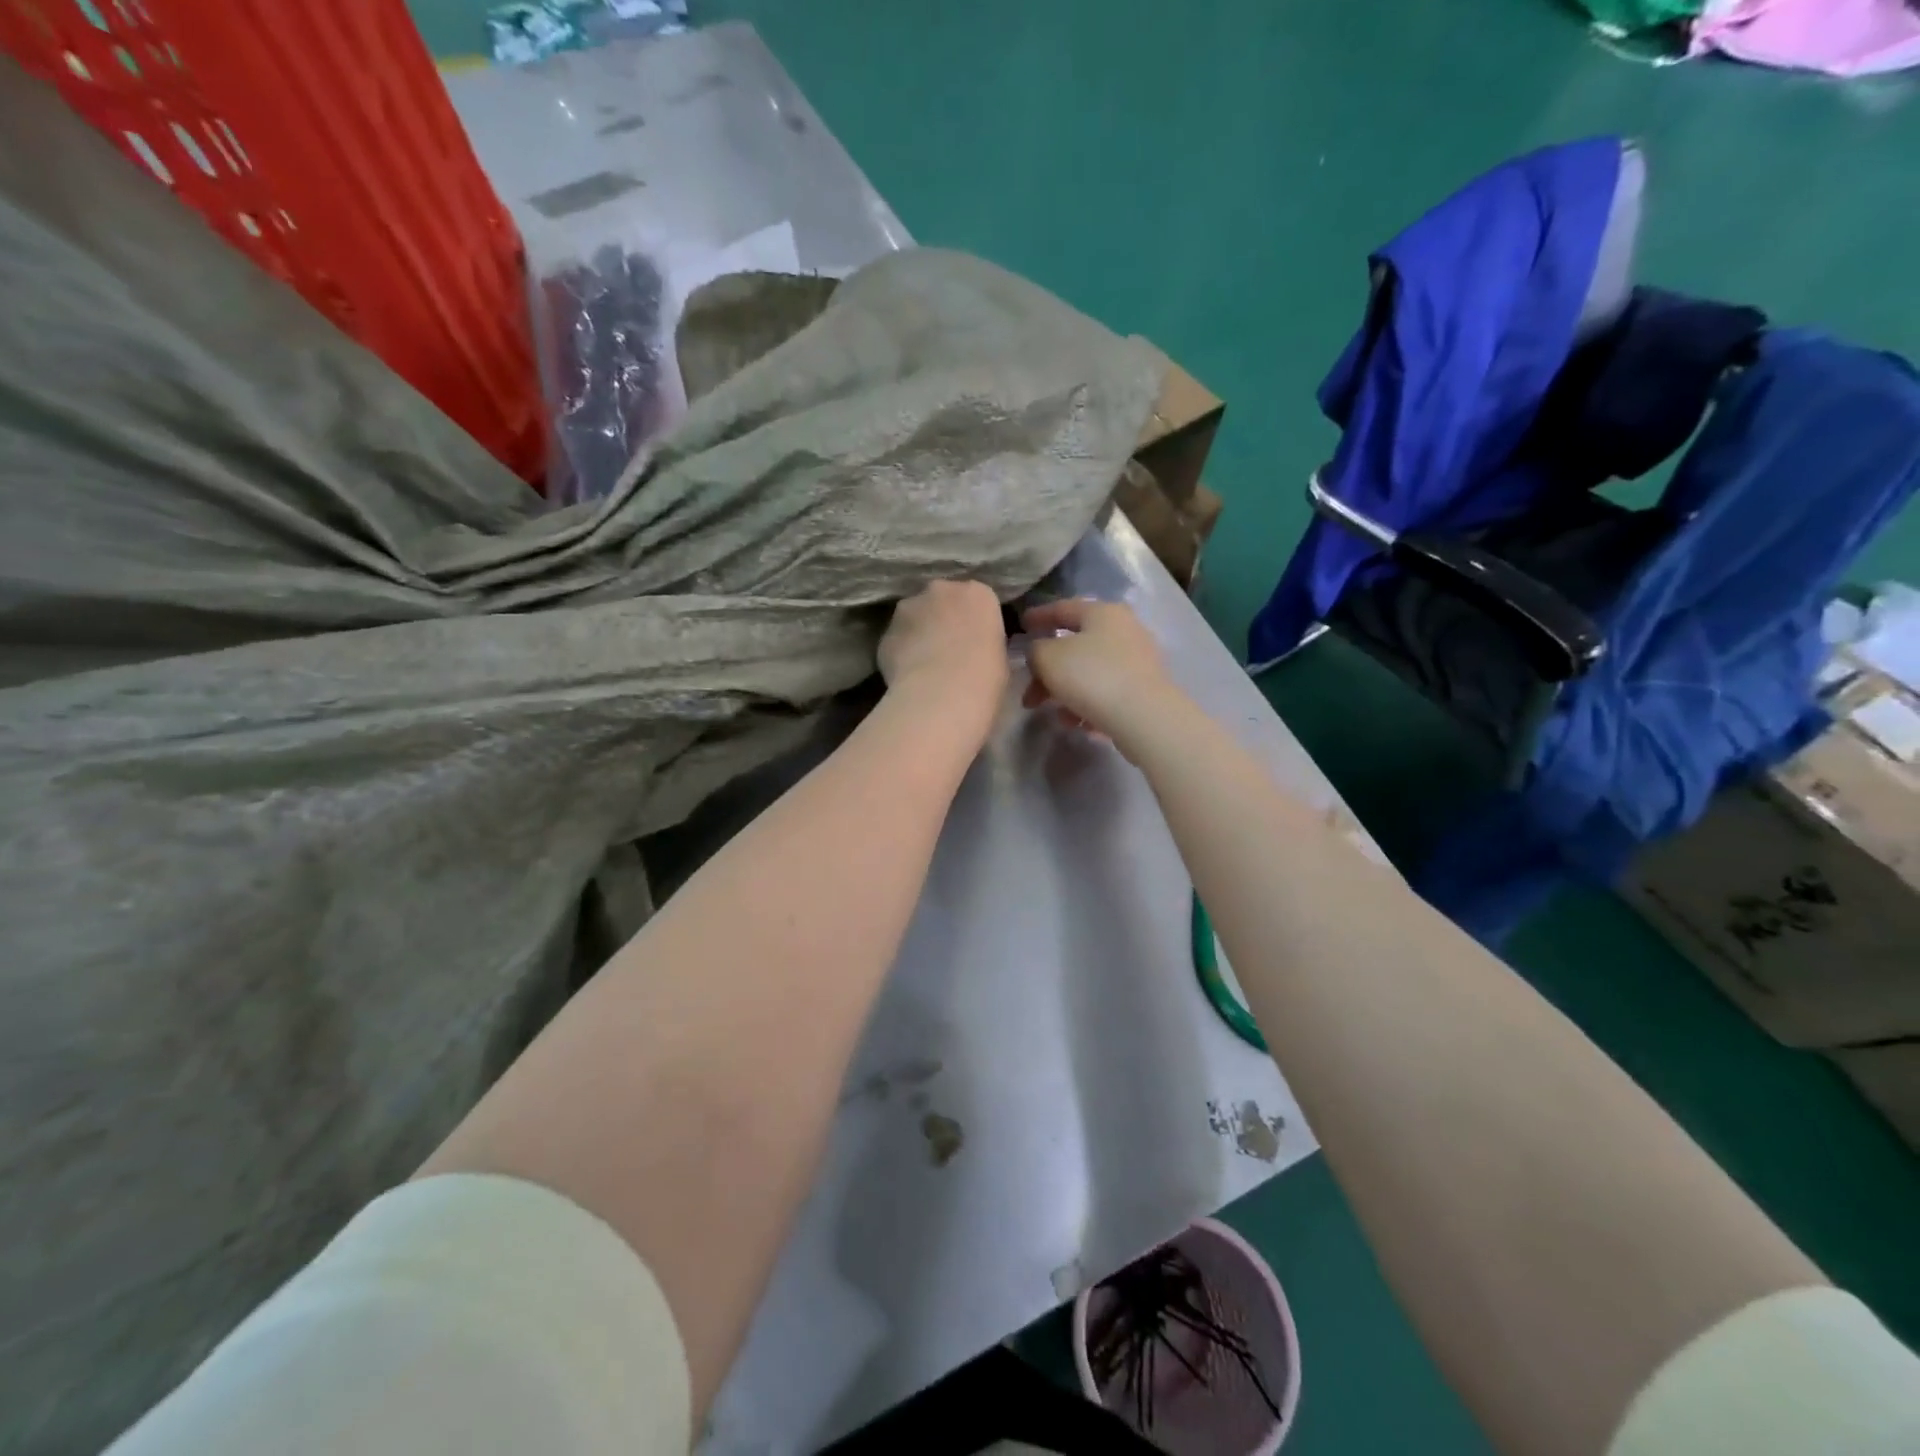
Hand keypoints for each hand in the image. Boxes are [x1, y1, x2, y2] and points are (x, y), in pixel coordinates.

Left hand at [878, 581, 1008, 729]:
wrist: (942, 696)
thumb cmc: (985, 678)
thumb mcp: (1001, 657)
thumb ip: (985, 642)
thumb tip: (975, 649)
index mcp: (978, 594)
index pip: (977, 600)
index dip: (974, 622)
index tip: (975, 642)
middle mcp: (941, 590)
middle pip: (941, 600)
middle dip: (942, 619)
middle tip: (949, 651)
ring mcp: (908, 607)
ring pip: (913, 616)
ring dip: (918, 633)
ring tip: (924, 665)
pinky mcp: (886, 631)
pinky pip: (896, 640)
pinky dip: (900, 653)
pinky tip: (908, 677)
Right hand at [1021, 598, 1175, 744]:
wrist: (1143, 716)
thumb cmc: (1091, 677)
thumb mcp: (1048, 658)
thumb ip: (1035, 650)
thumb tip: (1040, 653)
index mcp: (1102, 612)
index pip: (1063, 608)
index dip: (1039, 616)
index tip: (1021, 625)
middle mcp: (1124, 629)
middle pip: (1075, 646)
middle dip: (1047, 671)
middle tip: (1029, 693)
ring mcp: (1138, 660)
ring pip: (1089, 672)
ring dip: (1066, 691)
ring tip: (1055, 714)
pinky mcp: (1144, 688)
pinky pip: (1106, 691)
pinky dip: (1087, 704)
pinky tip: (1078, 722)